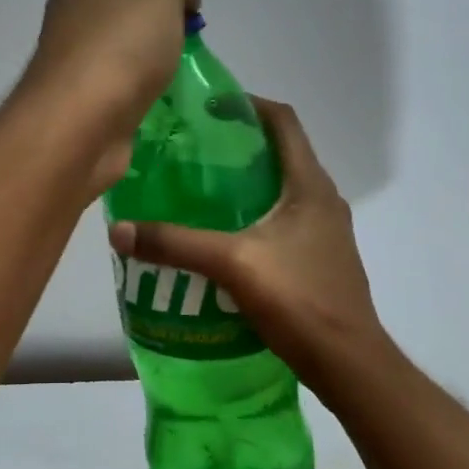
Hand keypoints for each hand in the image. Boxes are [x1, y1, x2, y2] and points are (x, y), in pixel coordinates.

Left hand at [17, 0, 200, 187]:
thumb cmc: (124, 37)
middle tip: (190, 16)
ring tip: (180, 49)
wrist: (78, 114)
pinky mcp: (83, 76)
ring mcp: (78, 36)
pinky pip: (120, 59)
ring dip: (156, 32)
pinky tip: (159, 78)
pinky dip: (142, 65)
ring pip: (125, 22)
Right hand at [108, 98, 389, 399]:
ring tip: (199, 191)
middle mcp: (323, 200)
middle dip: (238, 145)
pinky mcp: (319, 258)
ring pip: (281, 190)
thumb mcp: (232, 264)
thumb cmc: (300, 299)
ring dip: (245, 183)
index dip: (248, 105)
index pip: (284, 122)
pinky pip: (283, 220)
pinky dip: (253, 215)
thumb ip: (175, 245)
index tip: (209, 107)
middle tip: (192, 150)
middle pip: (281, 153)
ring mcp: (325, 232)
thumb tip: (119, 231)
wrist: (349, 364)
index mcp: (310, 186)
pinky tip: (222, 238)